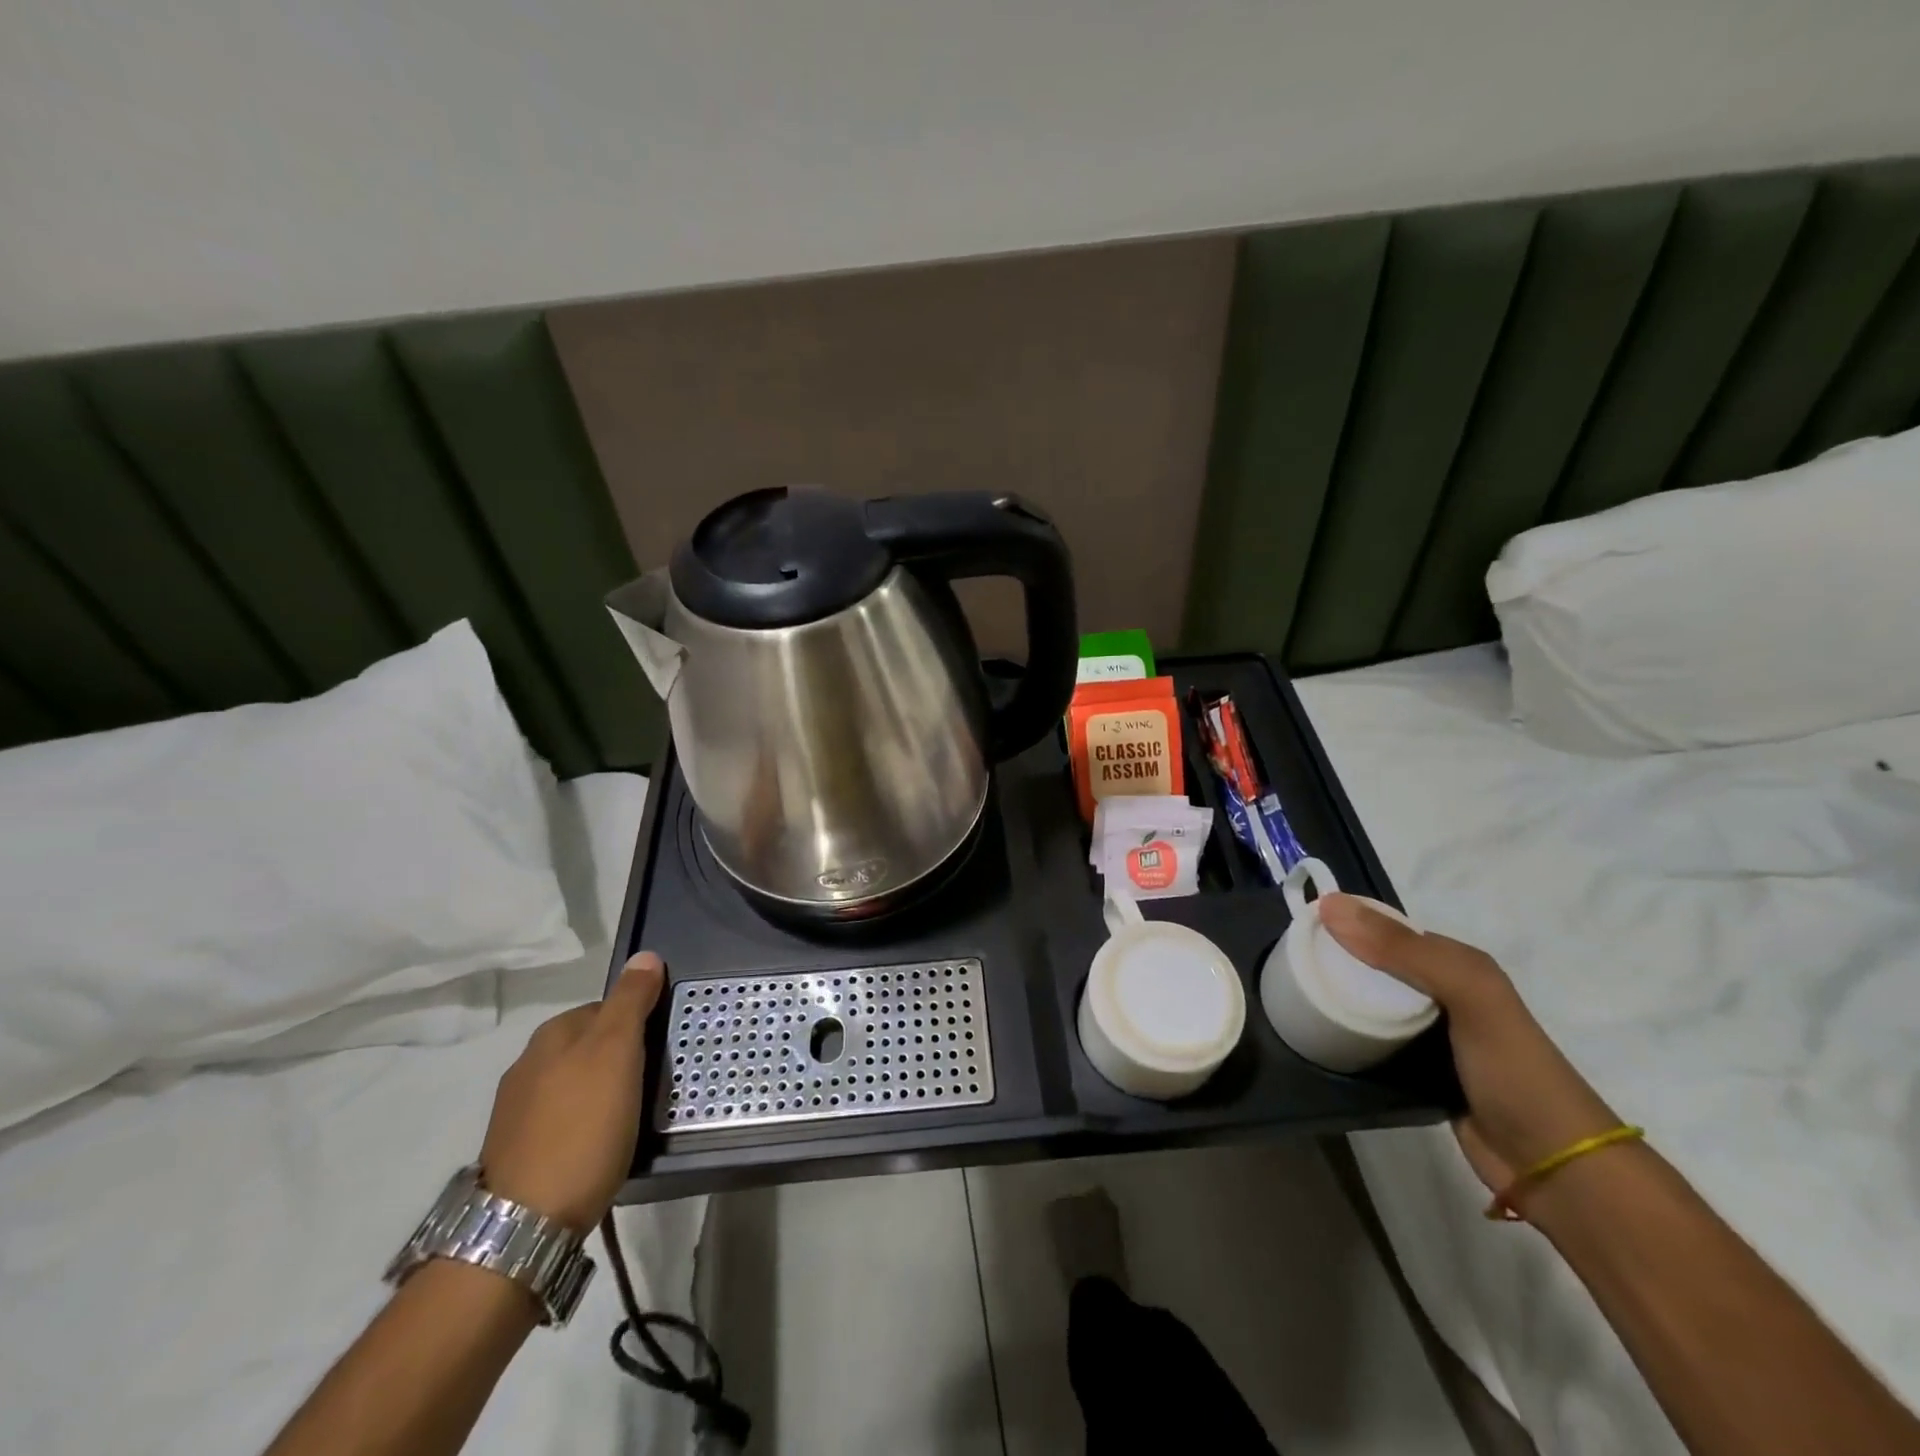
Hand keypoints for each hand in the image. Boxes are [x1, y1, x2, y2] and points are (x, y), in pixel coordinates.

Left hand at [478, 953, 664, 1231]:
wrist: (524, 1225)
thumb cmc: (583, 1127)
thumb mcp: (618, 1053)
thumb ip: (631, 1002)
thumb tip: (645, 955)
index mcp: (551, 1035)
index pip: (606, 1007)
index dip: (638, 1023)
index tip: (661, 1049)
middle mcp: (528, 1064)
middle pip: (590, 1045)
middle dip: (621, 1057)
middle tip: (653, 1082)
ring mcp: (517, 1111)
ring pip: (576, 1083)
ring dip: (603, 1091)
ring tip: (631, 1117)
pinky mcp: (517, 1151)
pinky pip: (564, 1118)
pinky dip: (585, 1123)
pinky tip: (599, 1145)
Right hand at [1317, 895, 1617, 1193]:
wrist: (1554, 1166)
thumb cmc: (1512, 1069)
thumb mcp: (1466, 994)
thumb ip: (1403, 950)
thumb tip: (1329, 905)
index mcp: (1458, 965)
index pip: (1390, 931)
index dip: (1348, 923)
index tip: (1299, 925)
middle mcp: (1444, 994)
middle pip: (1377, 967)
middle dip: (1338, 960)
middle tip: (1288, 962)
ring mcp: (1431, 1037)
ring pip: (1372, 1004)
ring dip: (1339, 998)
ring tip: (1293, 994)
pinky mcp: (1417, 1073)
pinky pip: (1373, 1041)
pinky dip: (1348, 1034)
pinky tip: (1319, 1034)